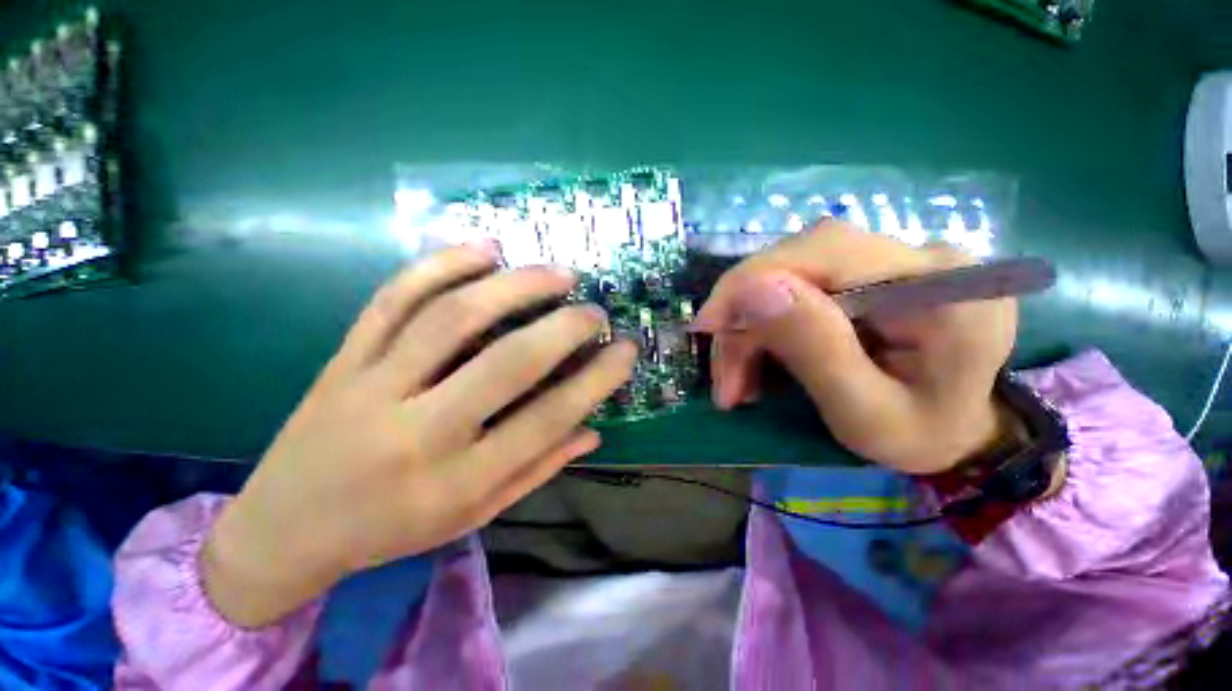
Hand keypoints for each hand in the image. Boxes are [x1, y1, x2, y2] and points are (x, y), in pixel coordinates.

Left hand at [202, 243, 636, 627]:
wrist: (283, 529)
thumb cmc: (391, 530)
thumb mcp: (474, 514)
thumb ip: (537, 469)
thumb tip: (592, 429)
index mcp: (459, 481)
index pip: (548, 419)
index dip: (597, 378)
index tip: (626, 349)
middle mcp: (420, 431)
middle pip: (507, 361)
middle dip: (564, 328)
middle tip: (594, 310)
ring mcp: (373, 387)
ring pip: (453, 317)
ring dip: (515, 286)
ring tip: (557, 273)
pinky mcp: (343, 358)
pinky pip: (394, 299)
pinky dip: (441, 265)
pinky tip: (483, 249)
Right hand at [693, 222, 1017, 474]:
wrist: (960, 431)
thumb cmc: (922, 436)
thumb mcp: (866, 416)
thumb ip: (816, 350)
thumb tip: (752, 289)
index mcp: (941, 288)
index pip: (824, 250)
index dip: (750, 281)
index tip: (707, 328)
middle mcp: (921, 255)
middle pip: (797, 261)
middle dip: (745, 318)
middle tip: (727, 381)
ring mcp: (896, 257)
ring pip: (788, 274)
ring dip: (750, 326)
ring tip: (740, 381)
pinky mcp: (873, 270)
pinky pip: (798, 284)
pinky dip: (766, 322)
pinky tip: (760, 356)